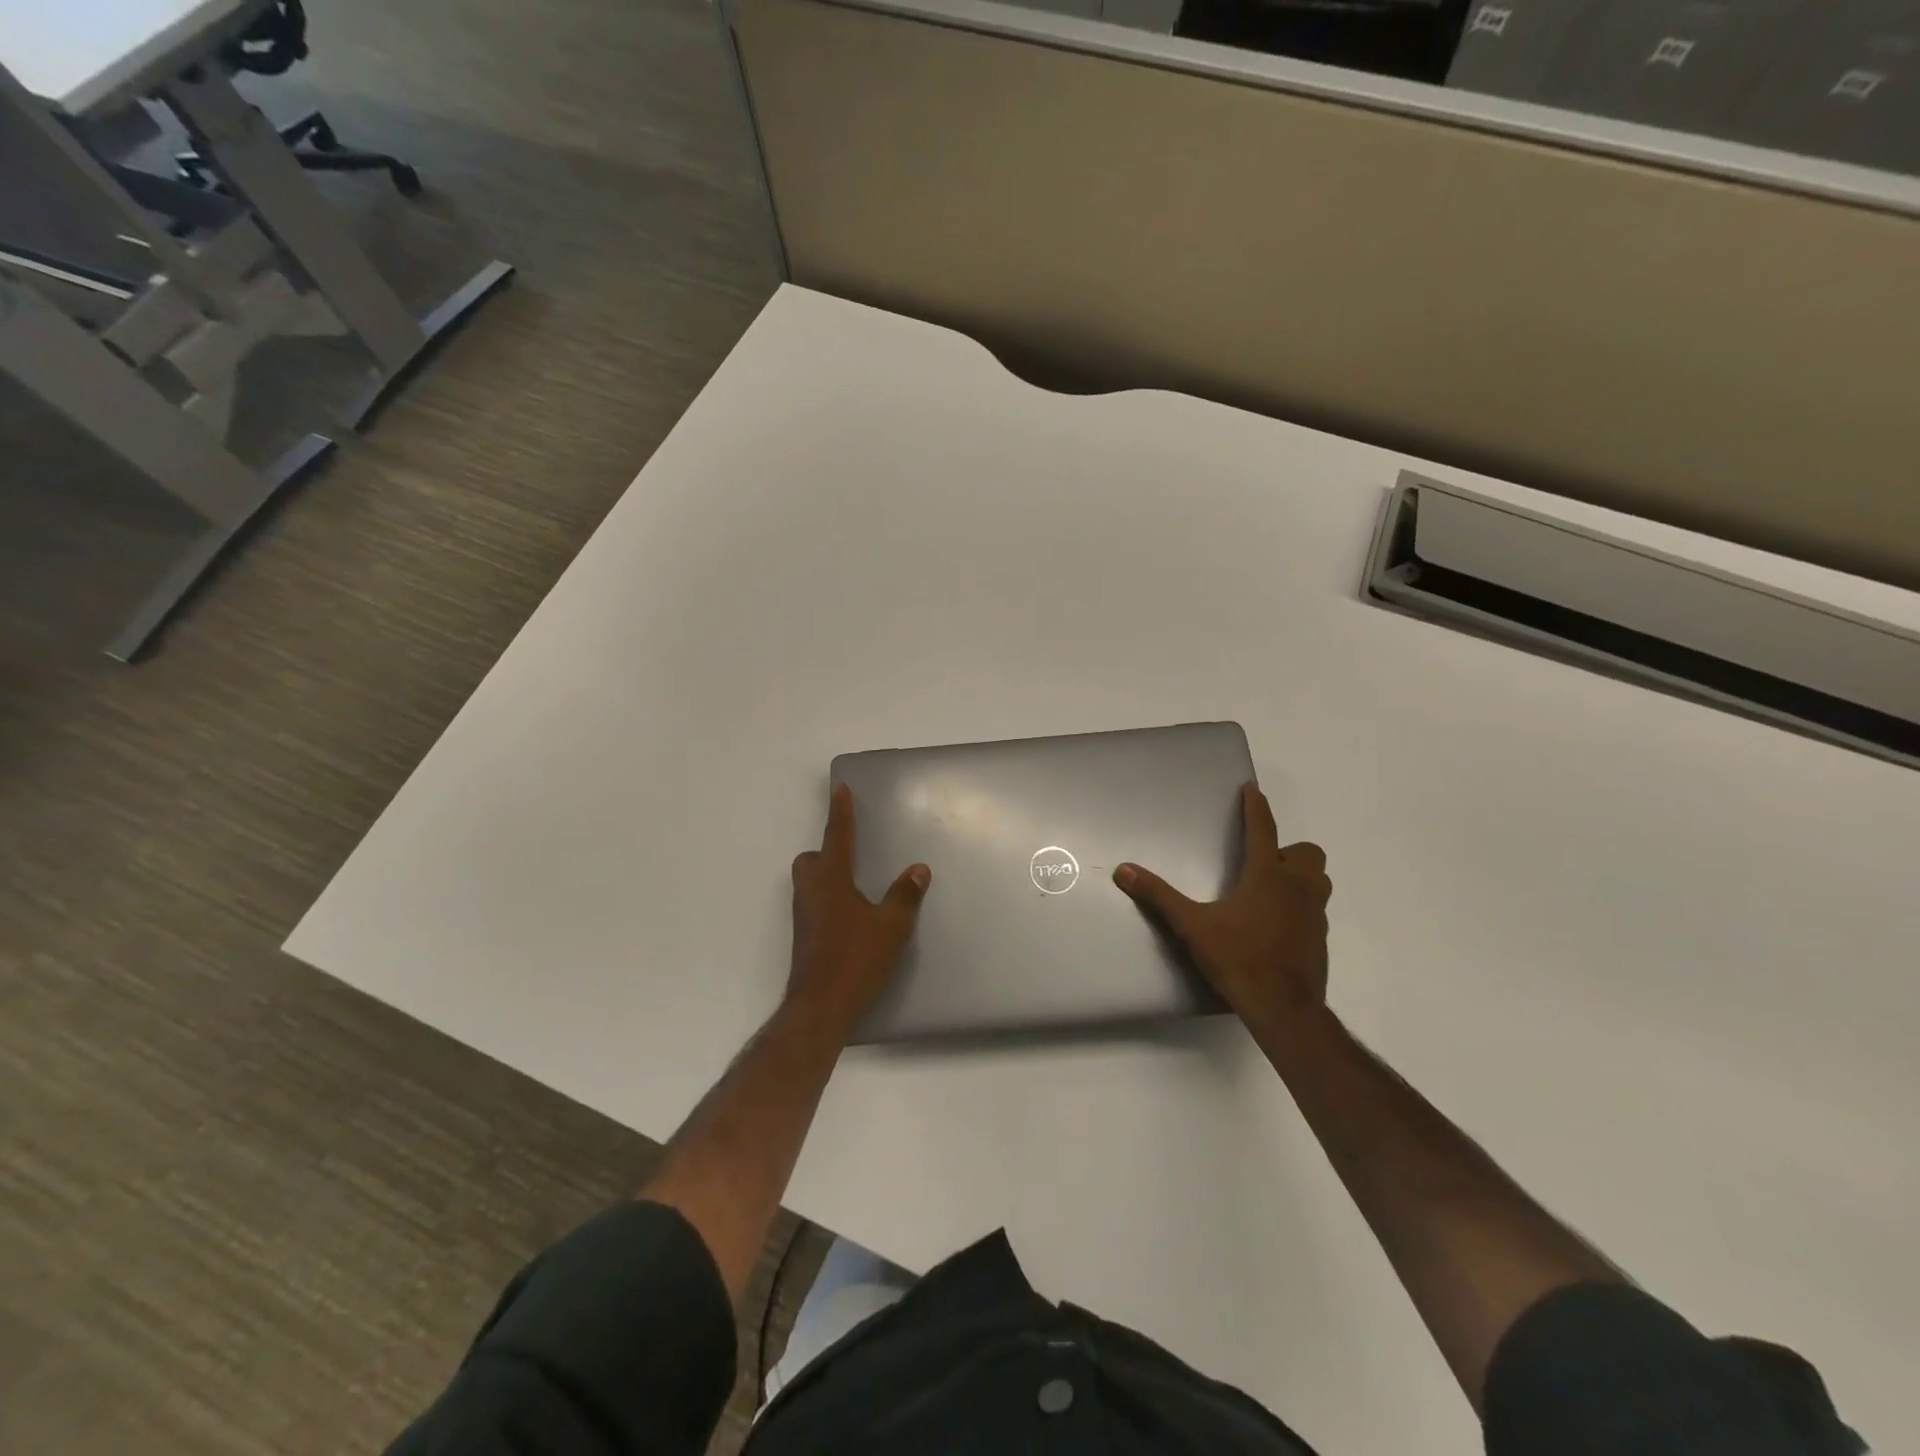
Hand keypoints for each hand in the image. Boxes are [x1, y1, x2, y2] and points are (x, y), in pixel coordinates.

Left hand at [787, 783, 930, 1032]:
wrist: (820, 1007)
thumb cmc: (856, 958)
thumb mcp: (891, 926)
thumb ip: (904, 895)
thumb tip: (918, 869)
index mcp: (830, 879)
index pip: (837, 835)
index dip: (840, 811)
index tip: (839, 787)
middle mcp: (811, 892)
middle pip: (811, 860)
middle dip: (826, 851)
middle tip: (851, 855)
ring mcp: (803, 917)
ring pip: (810, 884)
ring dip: (827, 877)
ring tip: (857, 886)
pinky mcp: (805, 939)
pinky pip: (815, 905)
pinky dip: (830, 901)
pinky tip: (852, 918)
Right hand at [1114, 782, 1330, 1038]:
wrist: (1283, 1009)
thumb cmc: (1238, 958)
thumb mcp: (1192, 925)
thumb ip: (1158, 895)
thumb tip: (1123, 870)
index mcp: (1268, 877)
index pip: (1263, 830)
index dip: (1256, 808)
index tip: (1252, 790)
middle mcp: (1297, 889)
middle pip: (1308, 853)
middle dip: (1289, 851)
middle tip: (1263, 863)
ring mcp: (1314, 916)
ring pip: (1318, 881)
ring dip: (1300, 877)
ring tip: (1271, 891)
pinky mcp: (1319, 940)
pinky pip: (1314, 911)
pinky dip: (1299, 908)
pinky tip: (1275, 926)